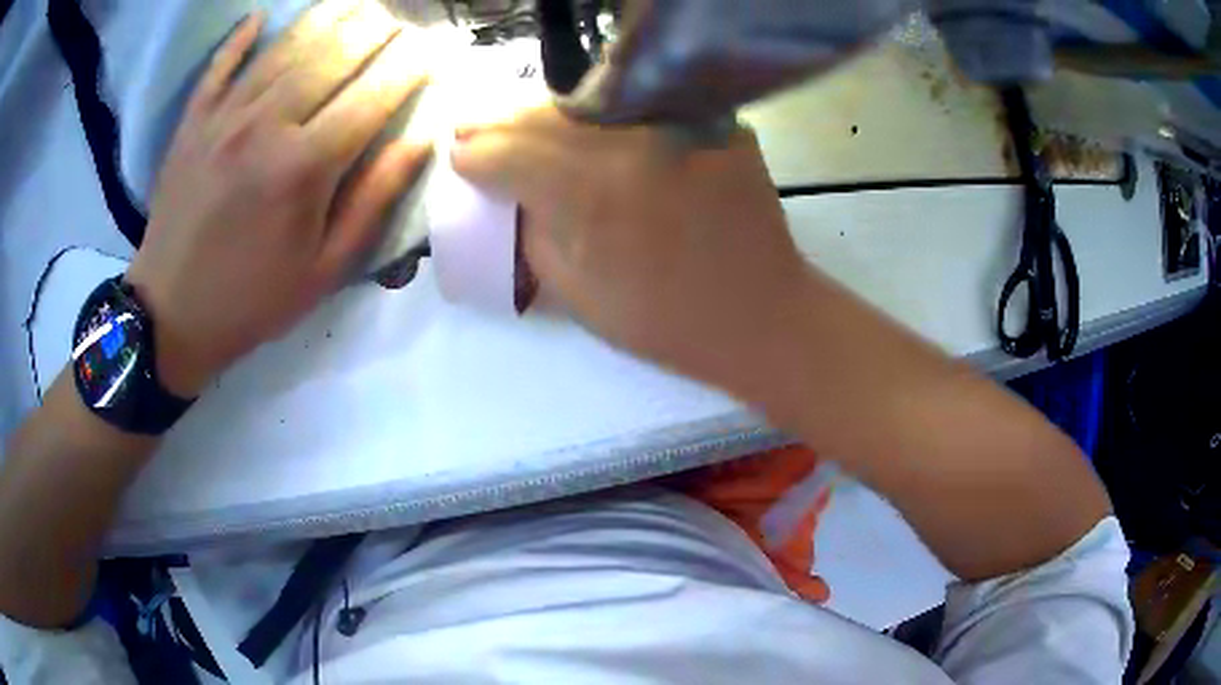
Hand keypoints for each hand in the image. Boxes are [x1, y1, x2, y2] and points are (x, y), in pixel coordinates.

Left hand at [125, 2, 430, 397]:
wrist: (170, 316)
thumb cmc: (252, 300)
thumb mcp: (324, 269)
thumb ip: (373, 200)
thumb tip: (421, 142)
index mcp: (305, 167)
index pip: (374, 94)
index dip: (410, 65)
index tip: (433, 48)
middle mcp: (267, 125)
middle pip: (333, 54)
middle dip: (375, 29)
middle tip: (398, 19)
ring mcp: (224, 118)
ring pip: (284, 47)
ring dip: (326, 18)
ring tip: (354, 5)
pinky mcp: (192, 123)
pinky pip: (220, 66)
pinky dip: (240, 39)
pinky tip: (259, 19)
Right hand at [452, 108, 809, 385]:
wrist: (762, 315)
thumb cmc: (666, 321)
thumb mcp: (575, 290)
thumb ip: (531, 230)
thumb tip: (506, 190)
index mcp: (592, 193)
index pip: (508, 153)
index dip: (474, 155)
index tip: (457, 156)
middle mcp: (633, 141)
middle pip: (543, 114)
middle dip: (498, 122)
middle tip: (470, 127)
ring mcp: (679, 123)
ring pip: (588, 102)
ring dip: (544, 114)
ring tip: (517, 125)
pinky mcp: (713, 122)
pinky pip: (639, 109)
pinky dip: (601, 116)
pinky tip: (583, 129)